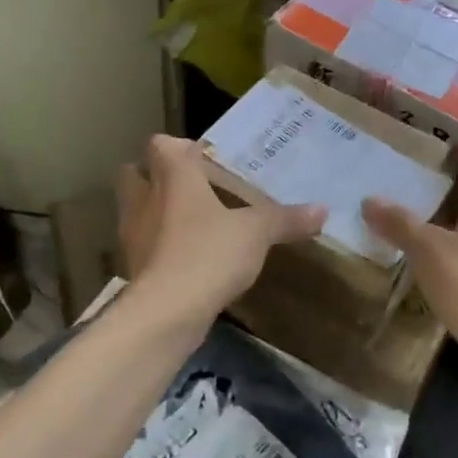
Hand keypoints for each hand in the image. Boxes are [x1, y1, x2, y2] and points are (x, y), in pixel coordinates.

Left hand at [116, 134, 325, 322]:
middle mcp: (145, 199)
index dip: (179, 147)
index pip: (161, 145)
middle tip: (194, 186)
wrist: (166, 312)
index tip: (205, 159)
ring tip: (193, 223)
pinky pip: (146, 245)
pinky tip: (188, 258)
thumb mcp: (257, 232)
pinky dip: (161, 246)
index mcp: (173, 177)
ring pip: (137, 211)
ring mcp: (134, 235)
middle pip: (135, 173)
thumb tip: (323, 210)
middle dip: (157, 176)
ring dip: (157, 212)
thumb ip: (286, 218)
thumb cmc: (208, 253)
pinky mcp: (135, 268)